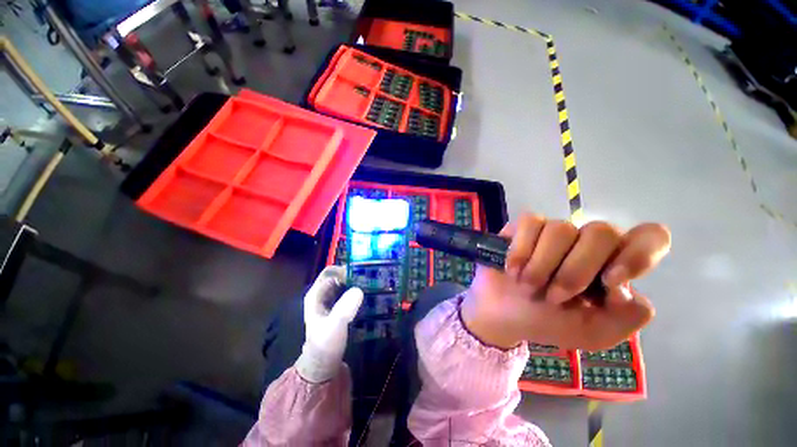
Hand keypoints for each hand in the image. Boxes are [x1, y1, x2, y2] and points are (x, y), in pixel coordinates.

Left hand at [295, 266, 363, 382]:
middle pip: (339, 277)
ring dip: (357, 283)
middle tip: (371, 276)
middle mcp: (323, 294)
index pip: (330, 272)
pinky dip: (358, 292)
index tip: (361, 271)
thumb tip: (359, 290)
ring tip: (373, 283)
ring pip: (345, 285)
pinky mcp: (339, 308)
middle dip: (353, 275)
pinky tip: (370, 294)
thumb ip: (344, 309)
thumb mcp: (335, 325)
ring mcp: (331, 302)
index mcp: (316, 294)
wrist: (324, 364)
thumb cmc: (326, 343)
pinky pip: (349, 294)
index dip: (344, 269)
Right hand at [461, 214, 670, 350]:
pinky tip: (512, 270)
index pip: (649, 237)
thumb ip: (625, 318)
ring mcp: (554, 231)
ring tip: (527, 286)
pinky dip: (520, 251)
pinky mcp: (523, 227)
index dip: (638, 254)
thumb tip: (625, 289)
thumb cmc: (547, 322)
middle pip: (602, 232)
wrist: (502, 314)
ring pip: (561, 229)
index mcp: (611, 266)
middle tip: (554, 297)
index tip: (610, 282)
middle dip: (575, 271)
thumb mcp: (592, 333)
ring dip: (542, 266)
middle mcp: (586, 243)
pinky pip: (530, 223)